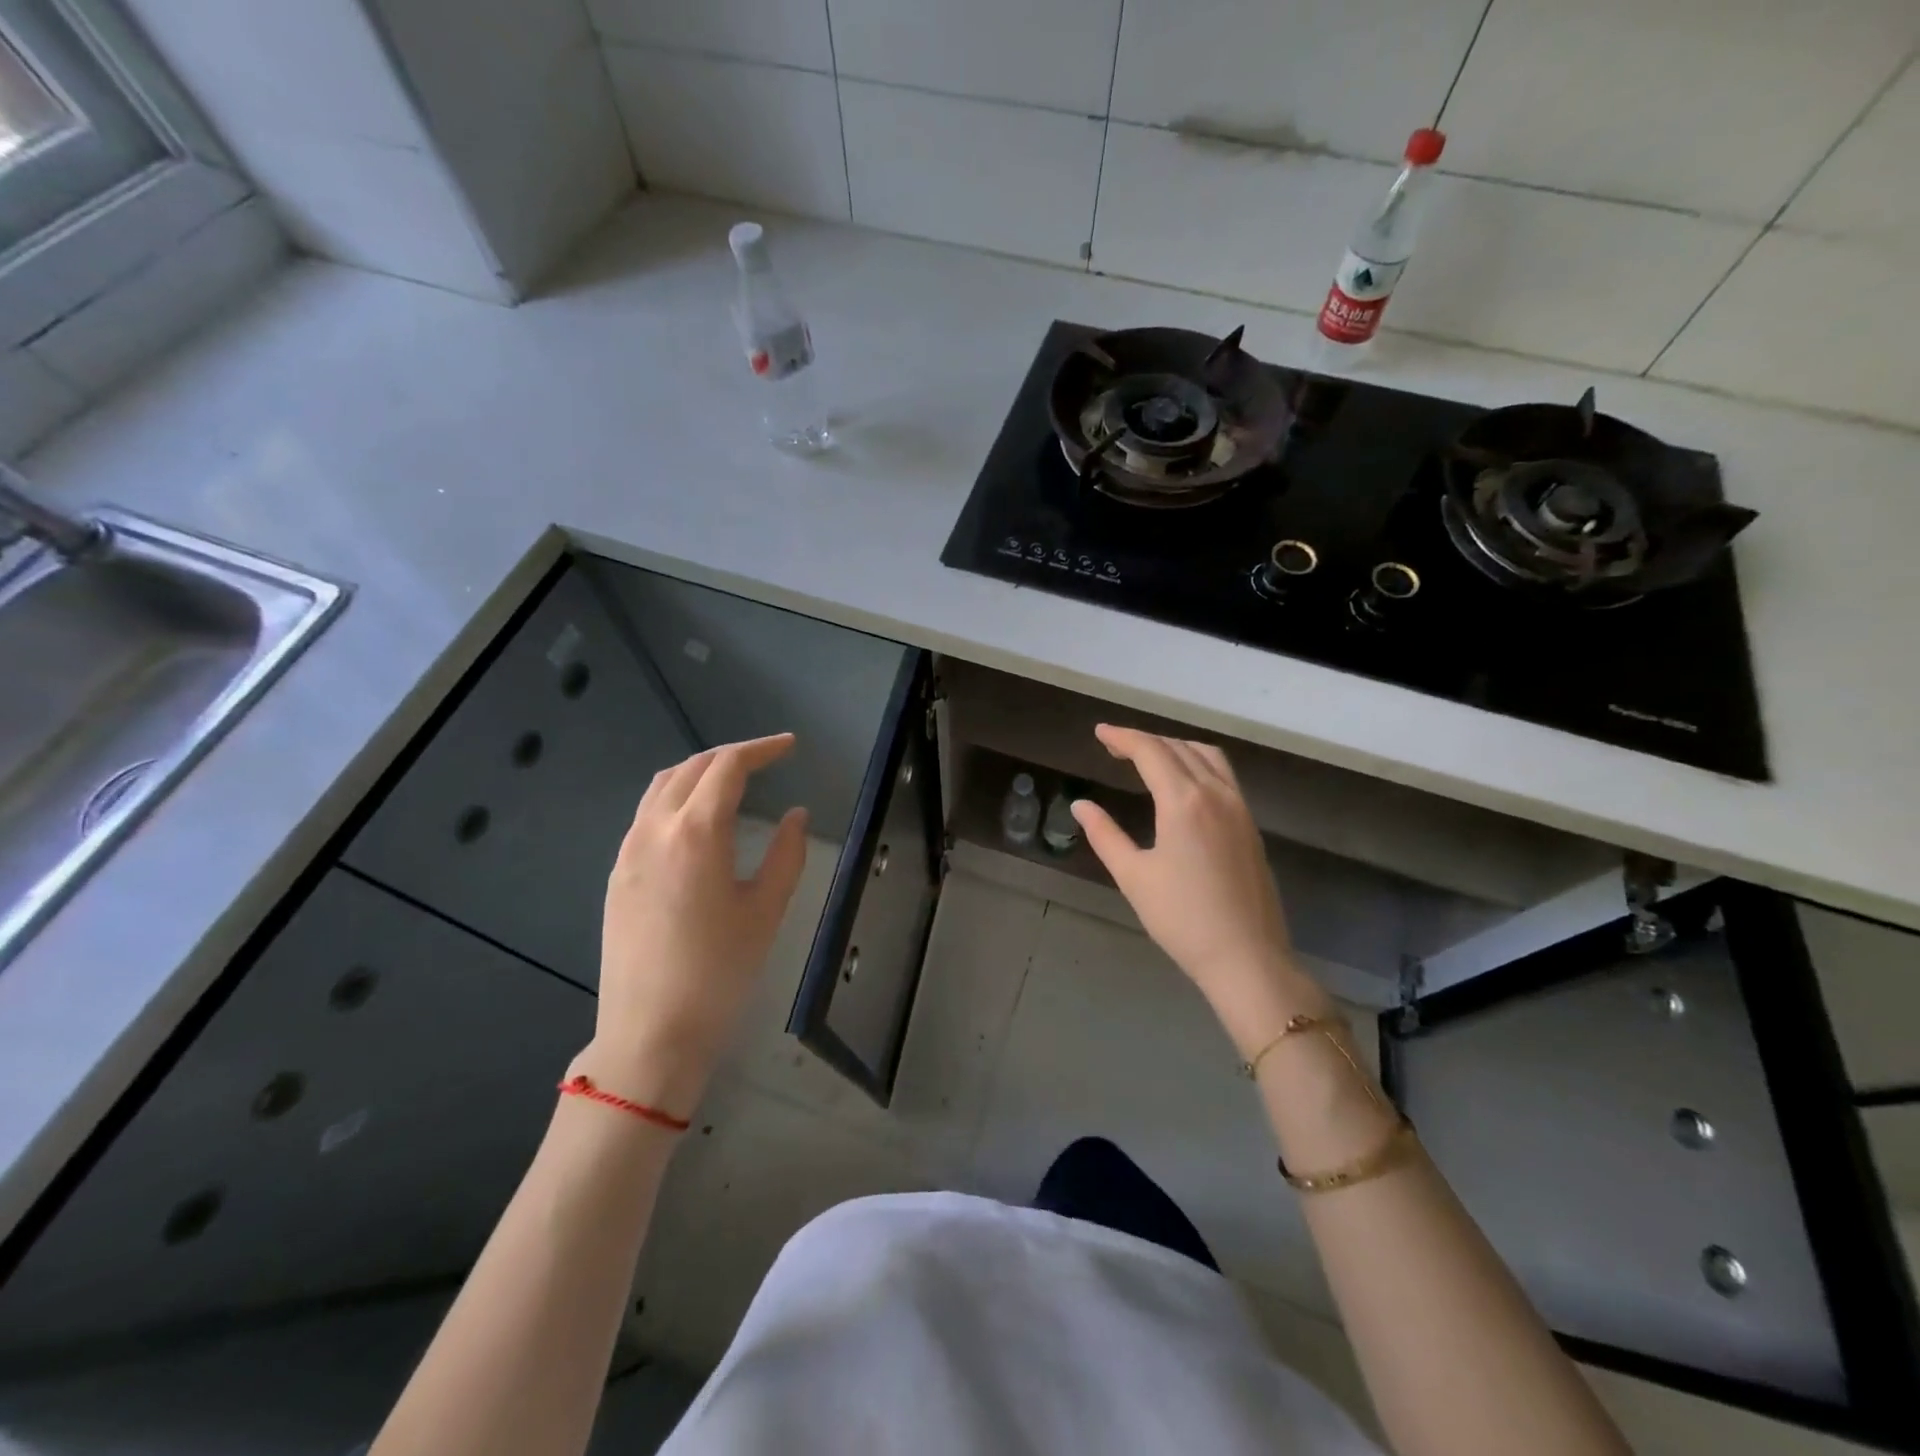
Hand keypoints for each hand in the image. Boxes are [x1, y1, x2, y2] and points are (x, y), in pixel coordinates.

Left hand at [584, 734, 808, 1116]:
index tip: (789, 747)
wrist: (650, 1033)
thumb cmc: (719, 972)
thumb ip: (786, 854)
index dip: (761, 749)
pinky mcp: (617, 874)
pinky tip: (696, 819)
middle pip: (692, 767)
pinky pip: (646, 814)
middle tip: (767, 759)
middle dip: (732, 755)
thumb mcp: (767, 911)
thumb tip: (795, 815)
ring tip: (732, 780)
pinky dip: (676, 796)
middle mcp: (655, 829)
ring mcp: (629, 851)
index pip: (728, 767)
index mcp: (697, 832)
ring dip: (699, 771)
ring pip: (662, 786)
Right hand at [1072, 725, 1330, 1055]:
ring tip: (1150, 757)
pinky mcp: (1251, 826)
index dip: (1123, 737)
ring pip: (1208, 757)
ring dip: (1176, 747)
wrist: (1246, 957)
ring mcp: (1239, 808)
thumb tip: (1081, 805)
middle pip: (1179, 748)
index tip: (1100, 733)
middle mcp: (1216, 794)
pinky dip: (1198, 763)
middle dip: (1146, 740)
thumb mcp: (1133, 876)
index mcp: (1184, 801)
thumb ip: (1105, 834)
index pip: (1151, 752)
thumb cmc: (1182, 918)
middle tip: (1115, 746)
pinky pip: (1224, 775)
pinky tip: (1184, 783)